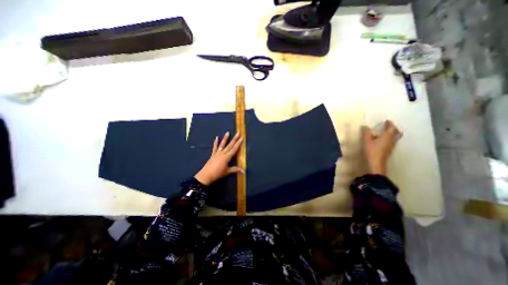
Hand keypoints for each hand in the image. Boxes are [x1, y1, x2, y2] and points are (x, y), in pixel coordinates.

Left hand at [194, 132, 242, 185]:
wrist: (206, 175)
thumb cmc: (218, 173)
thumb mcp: (227, 171)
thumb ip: (235, 169)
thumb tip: (244, 171)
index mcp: (227, 157)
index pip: (234, 149)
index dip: (238, 143)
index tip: (242, 138)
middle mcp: (223, 153)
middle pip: (230, 145)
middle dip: (234, 139)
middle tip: (238, 133)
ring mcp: (217, 153)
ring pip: (222, 144)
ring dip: (225, 138)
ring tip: (228, 132)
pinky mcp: (213, 154)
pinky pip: (215, 147)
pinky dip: (216, 142)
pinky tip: (216, 137)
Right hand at [363, 120, 402, 173]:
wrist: (376, 163)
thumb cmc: (372, 151)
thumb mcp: (366, 141)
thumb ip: (366, 133)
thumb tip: (365, 126)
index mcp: (387, 136)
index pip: (391, 128)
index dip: (389, 124)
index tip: (387, 121)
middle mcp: (392, 140)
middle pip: (397, 133)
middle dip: (394, 128)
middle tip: (389, 126)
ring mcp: (391, 146)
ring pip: (395, 137)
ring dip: (393, 133)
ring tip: (386, 133)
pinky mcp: (389, 150)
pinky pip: (392, 142)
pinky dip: (390, 138)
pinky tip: (383, 140)